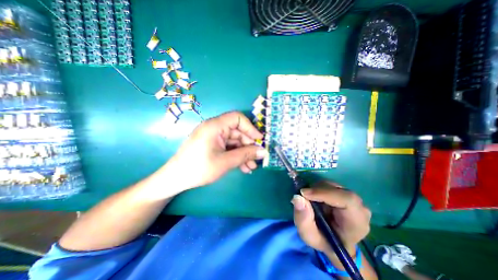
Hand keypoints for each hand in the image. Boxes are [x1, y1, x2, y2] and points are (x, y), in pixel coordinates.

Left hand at [165, 112, 268, 189]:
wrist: (176, 179)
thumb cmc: (199, 168)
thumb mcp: (225, 162)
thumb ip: (246, 155)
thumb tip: (264, 152)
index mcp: (215, 126)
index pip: (237, 118)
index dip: (250, 128)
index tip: (259, 140)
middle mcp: (215, 128)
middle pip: (238, 132)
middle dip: (248, 146)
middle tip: (257, 159)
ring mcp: (214, 137)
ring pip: (234, 142)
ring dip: (244, 153)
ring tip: (251, 167)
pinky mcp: (213, 145)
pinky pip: (228, 147)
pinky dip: (236, 156)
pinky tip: (243, 167)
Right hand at [292, 181, 371, 255]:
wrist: (336, 242)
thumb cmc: (325, 242)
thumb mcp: (310, 236)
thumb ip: (303, 219)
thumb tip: (297, 197)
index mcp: (357, 223)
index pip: (347, 200)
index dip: (324, 193)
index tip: (304, 193)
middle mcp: (359, 208)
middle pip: (337, 190)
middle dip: (316, 190)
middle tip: (303, 196)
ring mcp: (354, 199)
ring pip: (332, 185)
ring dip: (316, 189)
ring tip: (310, 201)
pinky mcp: (345, 194)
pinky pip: (330, 185)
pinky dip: (318, 188)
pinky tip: (315, 198)